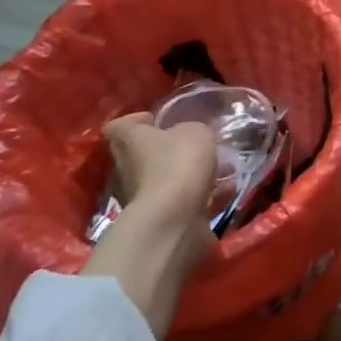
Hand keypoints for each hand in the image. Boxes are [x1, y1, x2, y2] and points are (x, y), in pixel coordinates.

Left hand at [103, 113, 218, 220]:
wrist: (173, 219)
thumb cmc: (178, 163)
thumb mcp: (195, 132)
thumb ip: (191, 129)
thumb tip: (189, 135)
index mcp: (128, 140)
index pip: (118, 126)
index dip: (137, 121)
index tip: (158, 121)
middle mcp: (124, 168)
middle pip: (139, 153)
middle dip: (163, 150)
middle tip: (191, 145)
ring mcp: (136, 196)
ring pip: (158, 178)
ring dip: (180, 175)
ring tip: (214, 169)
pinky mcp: (154, 218)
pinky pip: (175, 200)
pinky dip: (195, 195)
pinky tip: (222, 189)